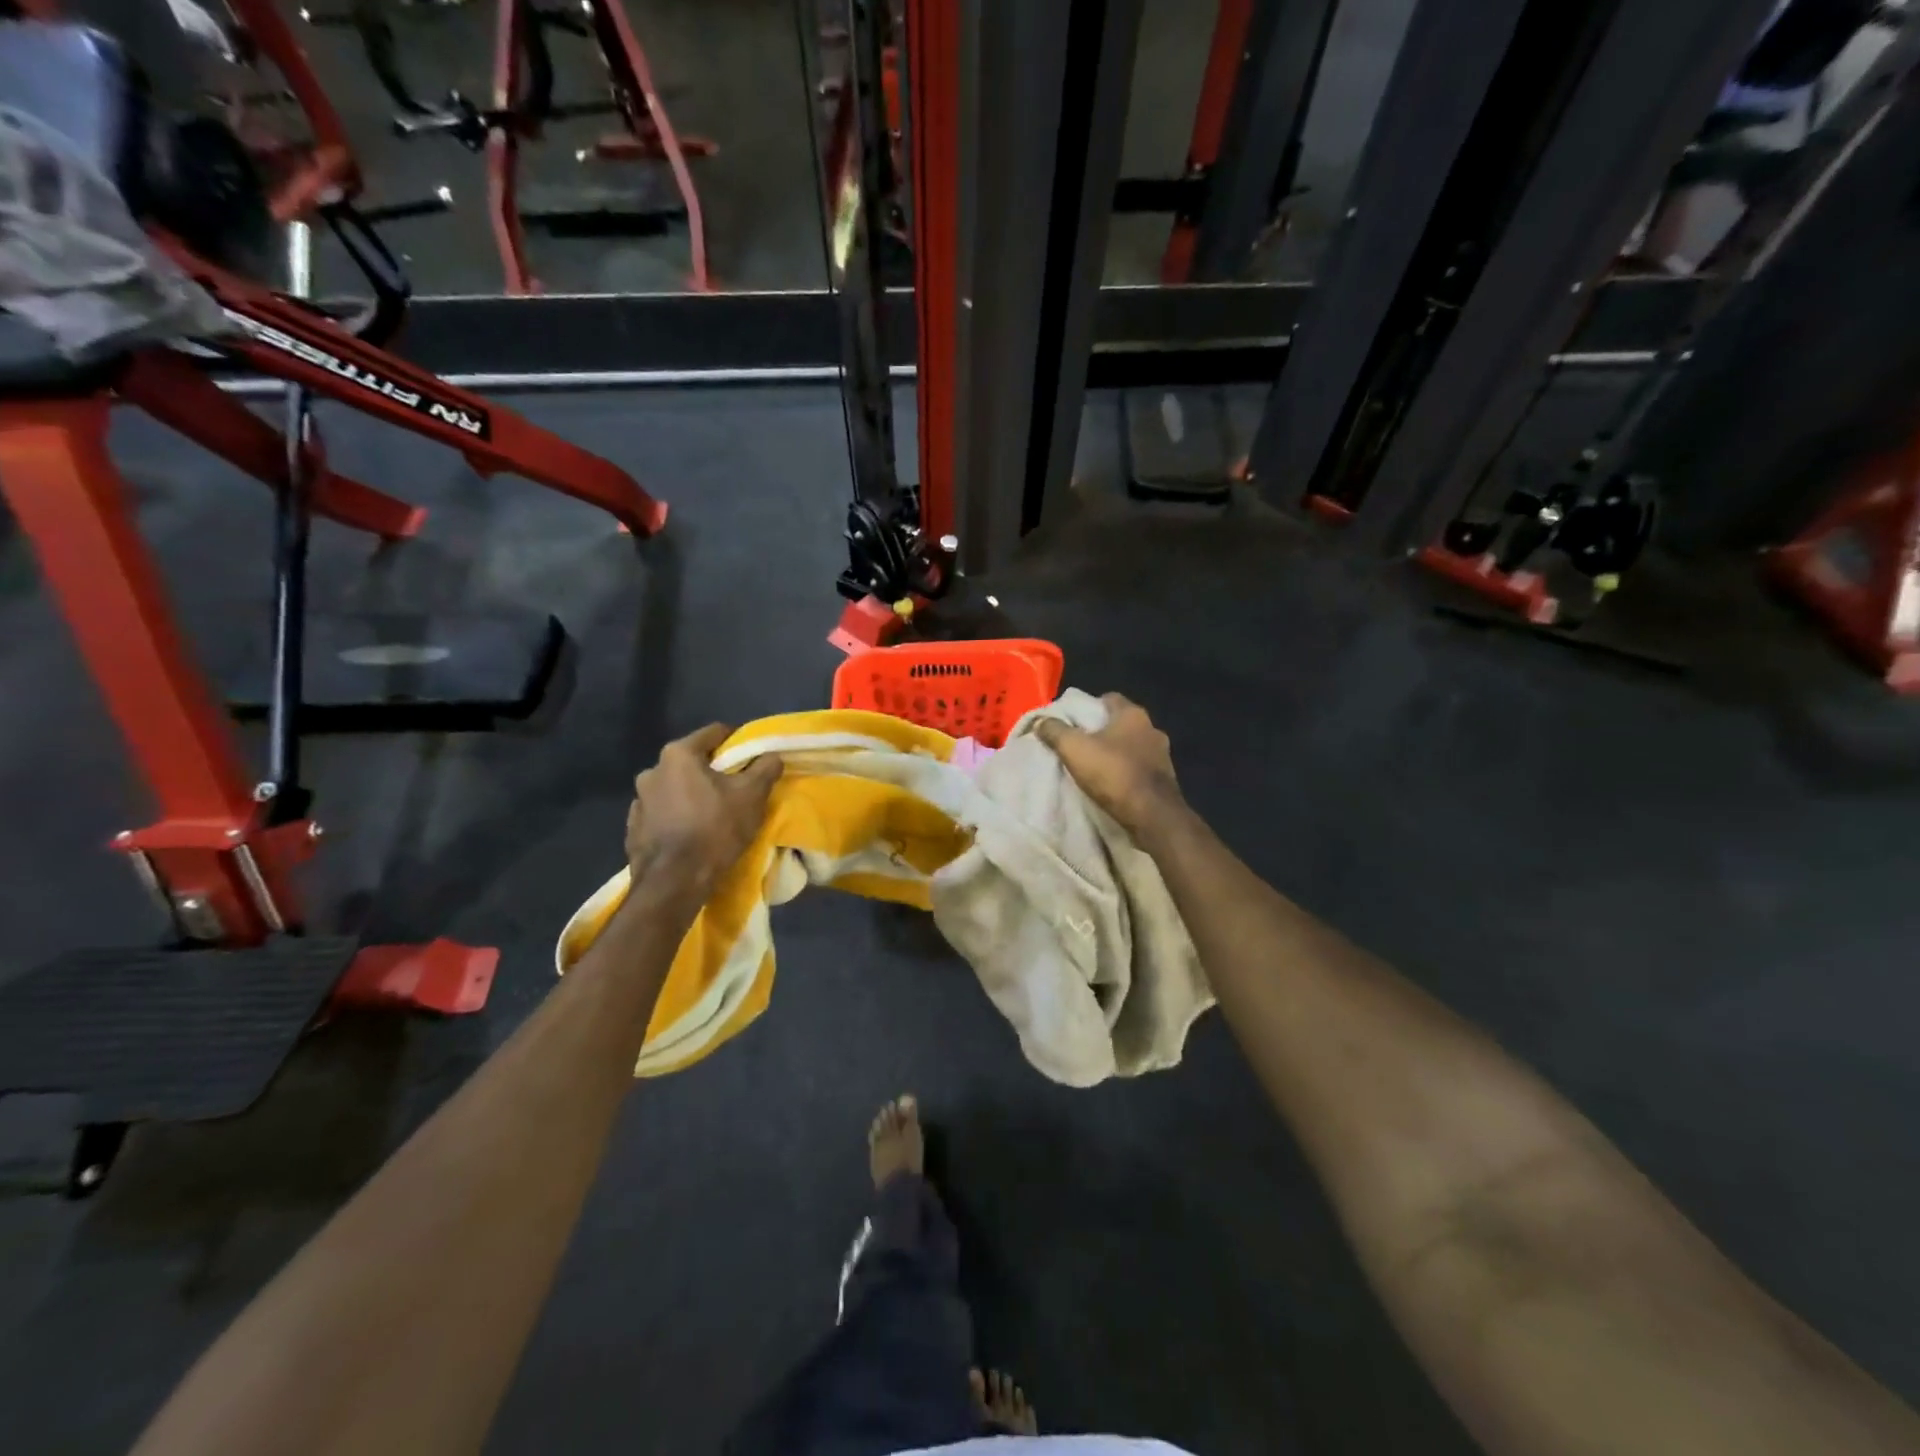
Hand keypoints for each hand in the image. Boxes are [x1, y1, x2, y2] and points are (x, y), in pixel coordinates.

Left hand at [625, 725, 782, 900]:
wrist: (674, 881)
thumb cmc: (715, 829)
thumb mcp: (752, 795)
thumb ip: (765, 768)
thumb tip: (771, 755)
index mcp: (678, 755)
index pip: (713, 733)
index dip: (736, 741)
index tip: (750, 757)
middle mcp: (652, 771)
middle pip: (692, 762)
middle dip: (712, 772)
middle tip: (733, 789)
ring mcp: (638, 801)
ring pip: (674, 789)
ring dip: (691, 796)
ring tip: (711, 816)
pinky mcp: (633, 829)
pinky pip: (661, 814)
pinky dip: (676, 818)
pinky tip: (690, 835)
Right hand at [1035, 693, 1185, 841]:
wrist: (1152, 815)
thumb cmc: (1113, 773)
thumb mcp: (1074, 749)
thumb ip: (1055, 731)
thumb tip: (1040, 721)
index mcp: (1133, 714)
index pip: (1109, 698)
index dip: (1089, 706)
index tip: (1073, 721)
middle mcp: (1152, 728)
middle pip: (1121, 722)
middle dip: (1101, 731)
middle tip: (1079, 743)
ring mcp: (1163, 754)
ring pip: (1132, 745)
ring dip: (1116, 752)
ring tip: (1094, 765)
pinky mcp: (1166, 778)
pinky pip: (1141, 767)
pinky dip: (1126, 771)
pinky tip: (1113, 783)